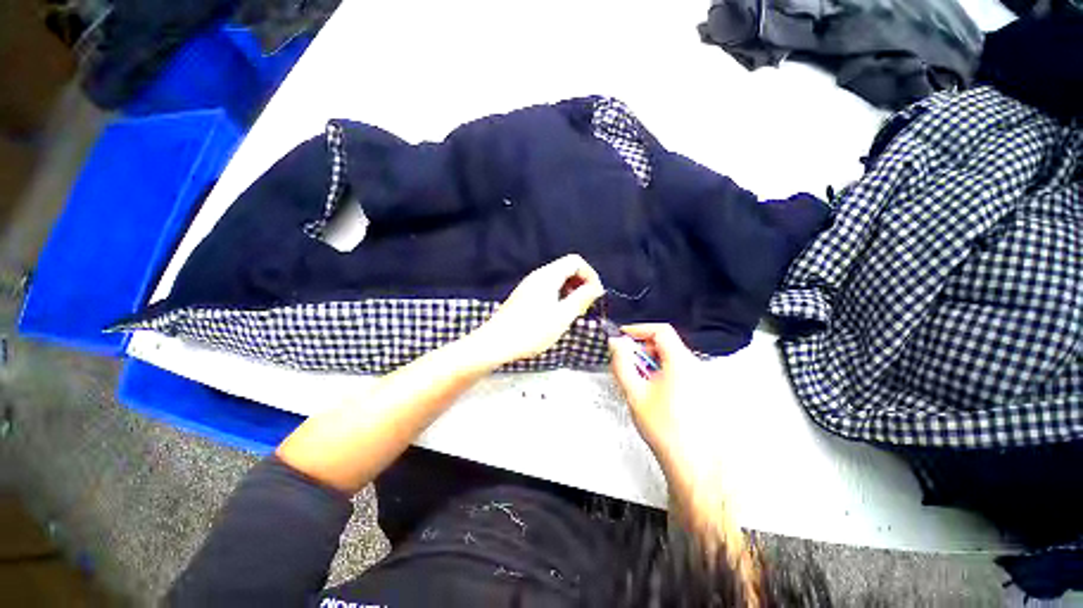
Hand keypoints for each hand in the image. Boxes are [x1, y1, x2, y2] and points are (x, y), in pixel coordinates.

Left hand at [468, 255, 604, 368]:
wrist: (496, 343)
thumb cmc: (532, 330)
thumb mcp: (562, 316)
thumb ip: (581, 299)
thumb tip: (596, 287)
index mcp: (548, 275)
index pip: (575, 261)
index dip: (590, 275)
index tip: (595, 295)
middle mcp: (538, 276)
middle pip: (566, 268)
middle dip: (581, 283)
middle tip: (586, 305)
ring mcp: (529, 286)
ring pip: (557, 280)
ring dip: (570, 291)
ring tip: (573, 312)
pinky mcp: (523, 296)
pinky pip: (547, 289)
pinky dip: (559, 296)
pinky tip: (557, 315)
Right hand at [609, 324, 707, 481]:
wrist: (693, 464)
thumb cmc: (662, 427)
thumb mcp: (635, 393)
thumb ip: (622, 364)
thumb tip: (615, 343)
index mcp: (681, 362)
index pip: (661, 331)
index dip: (639, 329)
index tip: (622, 337)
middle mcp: (695, 366)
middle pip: (666, 344)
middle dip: (643, 348)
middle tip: (627, 363)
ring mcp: (701, 379)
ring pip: (671, 358)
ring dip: (651, 362)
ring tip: (638, 381)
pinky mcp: (701, 391)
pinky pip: (679, 371)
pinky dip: (661, 372)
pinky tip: (653, 392)